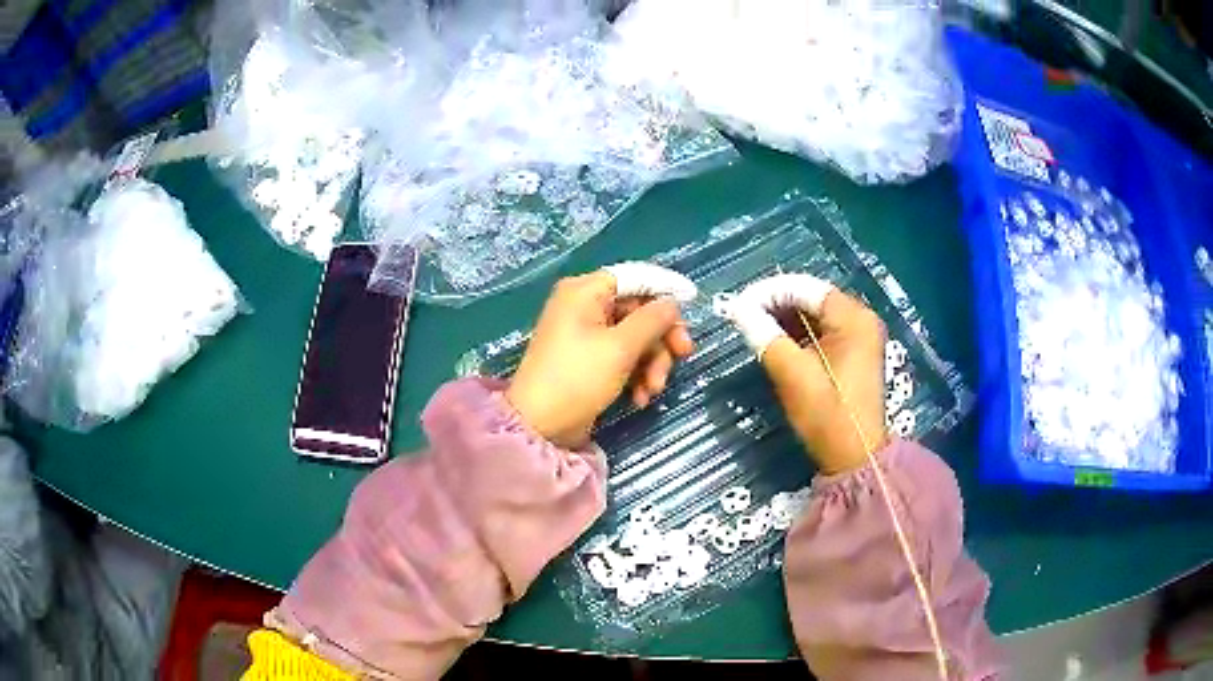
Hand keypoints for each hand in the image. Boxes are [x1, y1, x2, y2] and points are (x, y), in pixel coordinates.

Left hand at [506, 262, 696, 448]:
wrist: (540, 427)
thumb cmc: (577, 378)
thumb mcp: (620, 348)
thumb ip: (652, 320)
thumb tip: (672, 303)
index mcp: (585, 292)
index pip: (634, 277)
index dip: (665, 288)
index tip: (693, 301)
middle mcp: (584, 307)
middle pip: (638, 310)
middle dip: (661, 338)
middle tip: (683, 355)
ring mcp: (585, 335)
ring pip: (634, 337)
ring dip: (652, 362)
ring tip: (653, 389)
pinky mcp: (588, 361)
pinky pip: (622, 357)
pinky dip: (636, 374)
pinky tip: (640, 398)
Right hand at [718, 274, 886, 472]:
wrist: (854, 458)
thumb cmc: (827, 415)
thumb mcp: (792, 374)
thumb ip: (764, 335)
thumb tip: (738, 308)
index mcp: (852, 317)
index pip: (803, 288)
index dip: (767, 292)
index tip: (737, 305)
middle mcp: (860, 317)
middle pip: (810, 298)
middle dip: (775, 304)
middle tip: (742, 316)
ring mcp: (860, 335)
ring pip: (814, 314)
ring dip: (784, 318)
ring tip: (753, 328)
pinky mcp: (854, 352)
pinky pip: (822, 330)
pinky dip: (798, 333)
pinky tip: (776, 341)